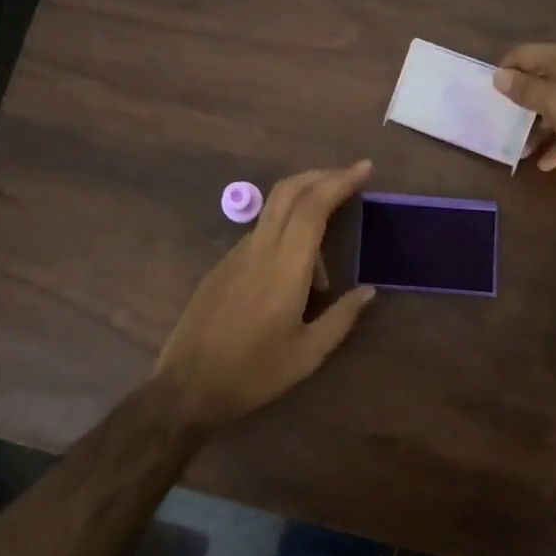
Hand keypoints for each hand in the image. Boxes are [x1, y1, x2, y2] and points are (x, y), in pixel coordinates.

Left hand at [151, 161, 376, 427]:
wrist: (187, 387)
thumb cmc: (253, 374)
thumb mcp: (308, 355)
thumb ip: (342, 318)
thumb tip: (368, 291)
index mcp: (284, 268)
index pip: (313, 206)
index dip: (340, 181)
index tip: (364, 169)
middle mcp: (259, 250)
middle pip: (288, 191)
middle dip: (321, 176)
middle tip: (349, 180)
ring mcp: (236, 254)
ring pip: (275, 212)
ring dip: (304, 212)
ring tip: (324, 273)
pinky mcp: (223, 265)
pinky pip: (261, 234)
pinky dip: (286, 236)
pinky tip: (295, 279)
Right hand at [496, 41, 555, 177]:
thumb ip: (526, 90)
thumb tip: (499, 75)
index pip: (524, 54)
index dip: (504, 72)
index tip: (489, 98)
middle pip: (541, 80)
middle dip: (520, 103)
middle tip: (501, 126)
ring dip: (538, 126)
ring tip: (520, 150)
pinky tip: (546, 163)